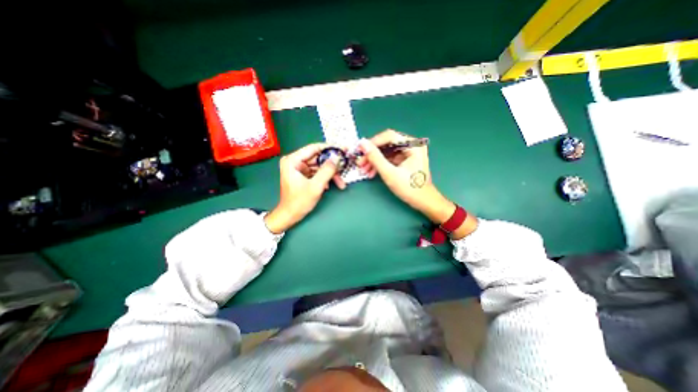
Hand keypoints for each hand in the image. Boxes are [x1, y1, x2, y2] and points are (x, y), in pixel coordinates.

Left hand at [265, 144, 342, 233]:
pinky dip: (325, 178)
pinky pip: (317, 172)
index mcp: (293, 160)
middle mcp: (295, 161)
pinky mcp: (303, 175)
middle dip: (332, 166)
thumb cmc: (299, 202)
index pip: (314, 148)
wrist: (290, 215)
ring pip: (319, 166)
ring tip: (341, 183)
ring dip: (330, 174)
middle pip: (318, 158)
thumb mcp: (315, 186)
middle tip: (345, 169)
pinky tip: (330, 186)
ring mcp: (299, 168)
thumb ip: (327, 170)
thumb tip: (337, 157)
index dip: (330, 148)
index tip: (343, 149)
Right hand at [356, 130, 455, 224]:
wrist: (423, 202)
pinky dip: (380, 164)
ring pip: (387, 152)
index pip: (389, 136)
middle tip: (360, 163)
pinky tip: (371, 172)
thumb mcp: (390, 173)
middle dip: (372, 154)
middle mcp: (412, 145)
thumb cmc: (409, 188)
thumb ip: (375, 158)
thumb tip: (362, 144)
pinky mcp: (405, 160)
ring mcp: (409, 153)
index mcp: (413, 145)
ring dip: (374, 160)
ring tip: (363, 170)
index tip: (360, 150)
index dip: (373, 142)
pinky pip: (390, 158)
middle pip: (387, 144)